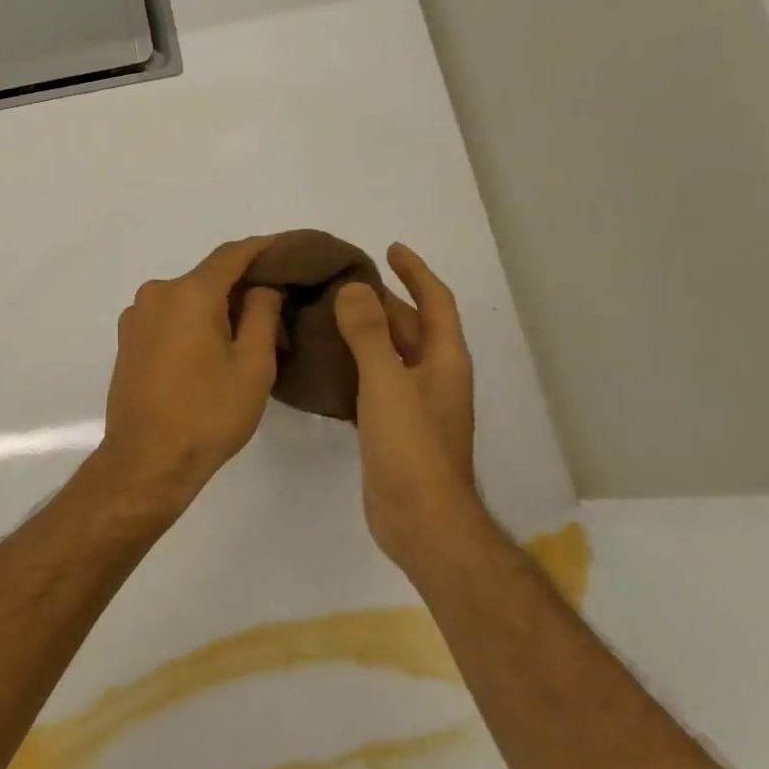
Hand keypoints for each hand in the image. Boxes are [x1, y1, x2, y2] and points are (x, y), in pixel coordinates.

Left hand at [96, 236, 284, 502]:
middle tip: (279, 305)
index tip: (291, 249)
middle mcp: (156, 294)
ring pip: (187, 299)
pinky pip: (169, 318)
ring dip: (217, 308)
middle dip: (243, 286)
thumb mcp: (253, 365)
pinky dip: (193, 322)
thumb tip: (262, 286)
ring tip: (249, 333)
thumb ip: (262, 313)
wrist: (147, 461)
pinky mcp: (127, 341)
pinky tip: (212, 348)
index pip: (232, 254)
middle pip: (207, 278)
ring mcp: (136, 318)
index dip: (264, 248)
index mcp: (188, 293)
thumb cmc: (207, 414)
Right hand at [333, 243, 481, 561]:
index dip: (416, 272)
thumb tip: (353, 288)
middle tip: (340, 282)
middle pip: (410, 327)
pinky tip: (325, 366)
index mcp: (443, 360)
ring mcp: (414, 405)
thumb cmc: (411, 447)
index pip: (435, 302)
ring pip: (389, 356)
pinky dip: (354, 367)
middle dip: (382, 300)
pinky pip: (373, 383)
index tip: (390, 248)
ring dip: (365, 333)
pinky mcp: (392, 429)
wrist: (421, 520)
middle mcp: (434, 377)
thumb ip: (369, 334)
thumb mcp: (387, 383)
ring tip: (326, 315)